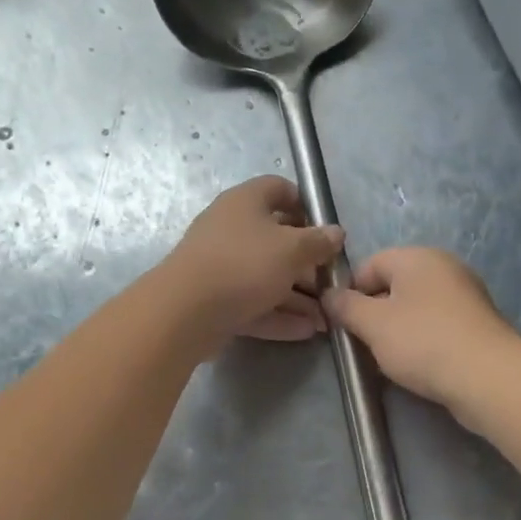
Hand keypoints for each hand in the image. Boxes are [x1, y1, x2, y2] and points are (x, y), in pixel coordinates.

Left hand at [162, 176, 344, 348]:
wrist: (184, 311)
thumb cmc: (244, 265)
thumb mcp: (292, 250)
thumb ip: (319, 242)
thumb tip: (336, 233)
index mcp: (245, 202)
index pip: (279, 189)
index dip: (305, 204)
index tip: (326, 228)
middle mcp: (230, 229)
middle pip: (275, 239)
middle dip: (307, 262)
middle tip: (331, 282)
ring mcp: (221, 266)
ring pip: (266, 276)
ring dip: (297, 296)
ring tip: (326, 317)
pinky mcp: (215, 299)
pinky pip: (253, 303)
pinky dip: (278, 315)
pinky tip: (306, 331)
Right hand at [322, 249, 520, 418]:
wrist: (488, 377)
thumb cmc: (423, 341)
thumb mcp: (372, 324)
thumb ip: (345, 306)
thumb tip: (329, 295)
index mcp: (417, 257)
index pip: (369, 264)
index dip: (350, 291)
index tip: (342, 322)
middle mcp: (444, 268)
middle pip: (394, 285)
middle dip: (374, 313)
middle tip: (363, 343)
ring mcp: (465, 295)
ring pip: (416, 308)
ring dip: (397, 331)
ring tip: (389, 359)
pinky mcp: (478, 324)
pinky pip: (438, 325)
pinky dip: (423, 341)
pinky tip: (418, 365)